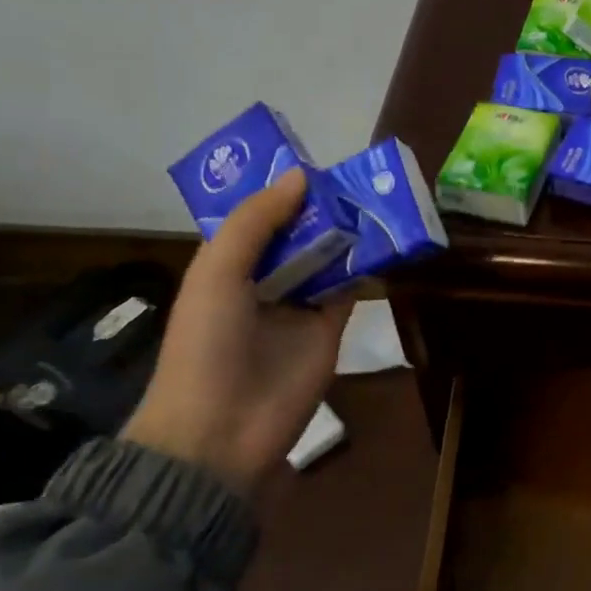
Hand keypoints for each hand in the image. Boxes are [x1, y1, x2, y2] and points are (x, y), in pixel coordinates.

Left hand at [122, 170, 350, 490]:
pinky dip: (365, 267)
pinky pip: (349, 290)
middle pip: (295, 236)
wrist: (223, 428)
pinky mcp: (329, 330)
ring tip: (372, 196)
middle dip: (317, 208)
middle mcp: (262, 282)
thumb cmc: (207, 343)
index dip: (278, 192)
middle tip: (352, 174)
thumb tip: (302, 177)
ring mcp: (297, 307)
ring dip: (344, 233)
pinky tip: (383, 239)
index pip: (255, 220)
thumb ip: (255, 222)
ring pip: (325, 259)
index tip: (309, 161)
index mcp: (225, 267)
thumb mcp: (217, 272)